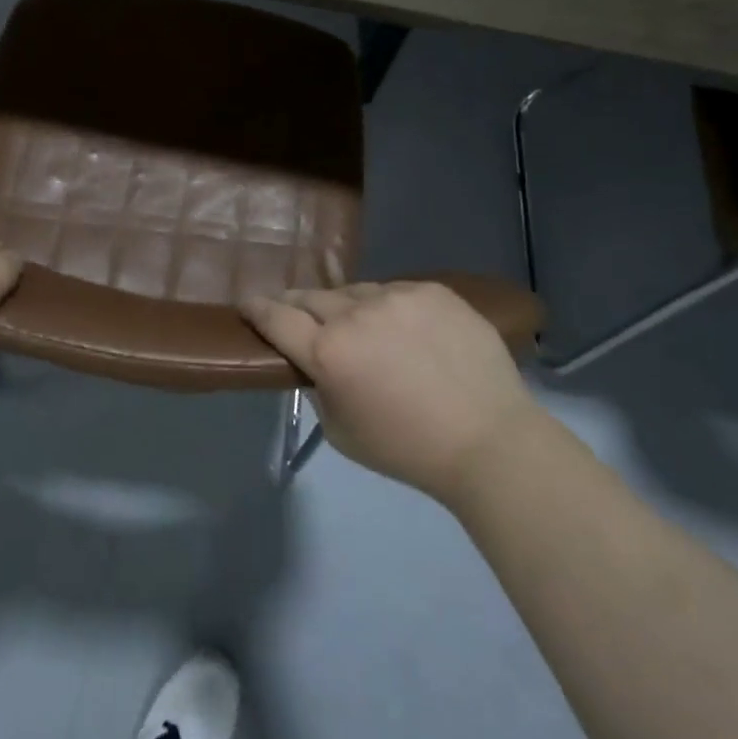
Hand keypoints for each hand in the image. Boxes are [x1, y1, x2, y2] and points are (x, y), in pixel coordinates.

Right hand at [239, 281, 535, 506]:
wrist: (490, 439)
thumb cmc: (408, 449)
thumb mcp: (342, 432)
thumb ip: (318, 387)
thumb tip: (314, 361)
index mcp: (328, 352)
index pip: (276, 317)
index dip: (257, 308)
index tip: (247, 303)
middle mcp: (356, 314)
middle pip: (311, 297)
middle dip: (298, 306)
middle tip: (299, 316)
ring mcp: (397, 296)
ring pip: (355, 291)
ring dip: (347, 307)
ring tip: (364, 328)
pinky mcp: (431, 289)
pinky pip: (395, 291)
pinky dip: (389, 307)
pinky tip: (405, 330)